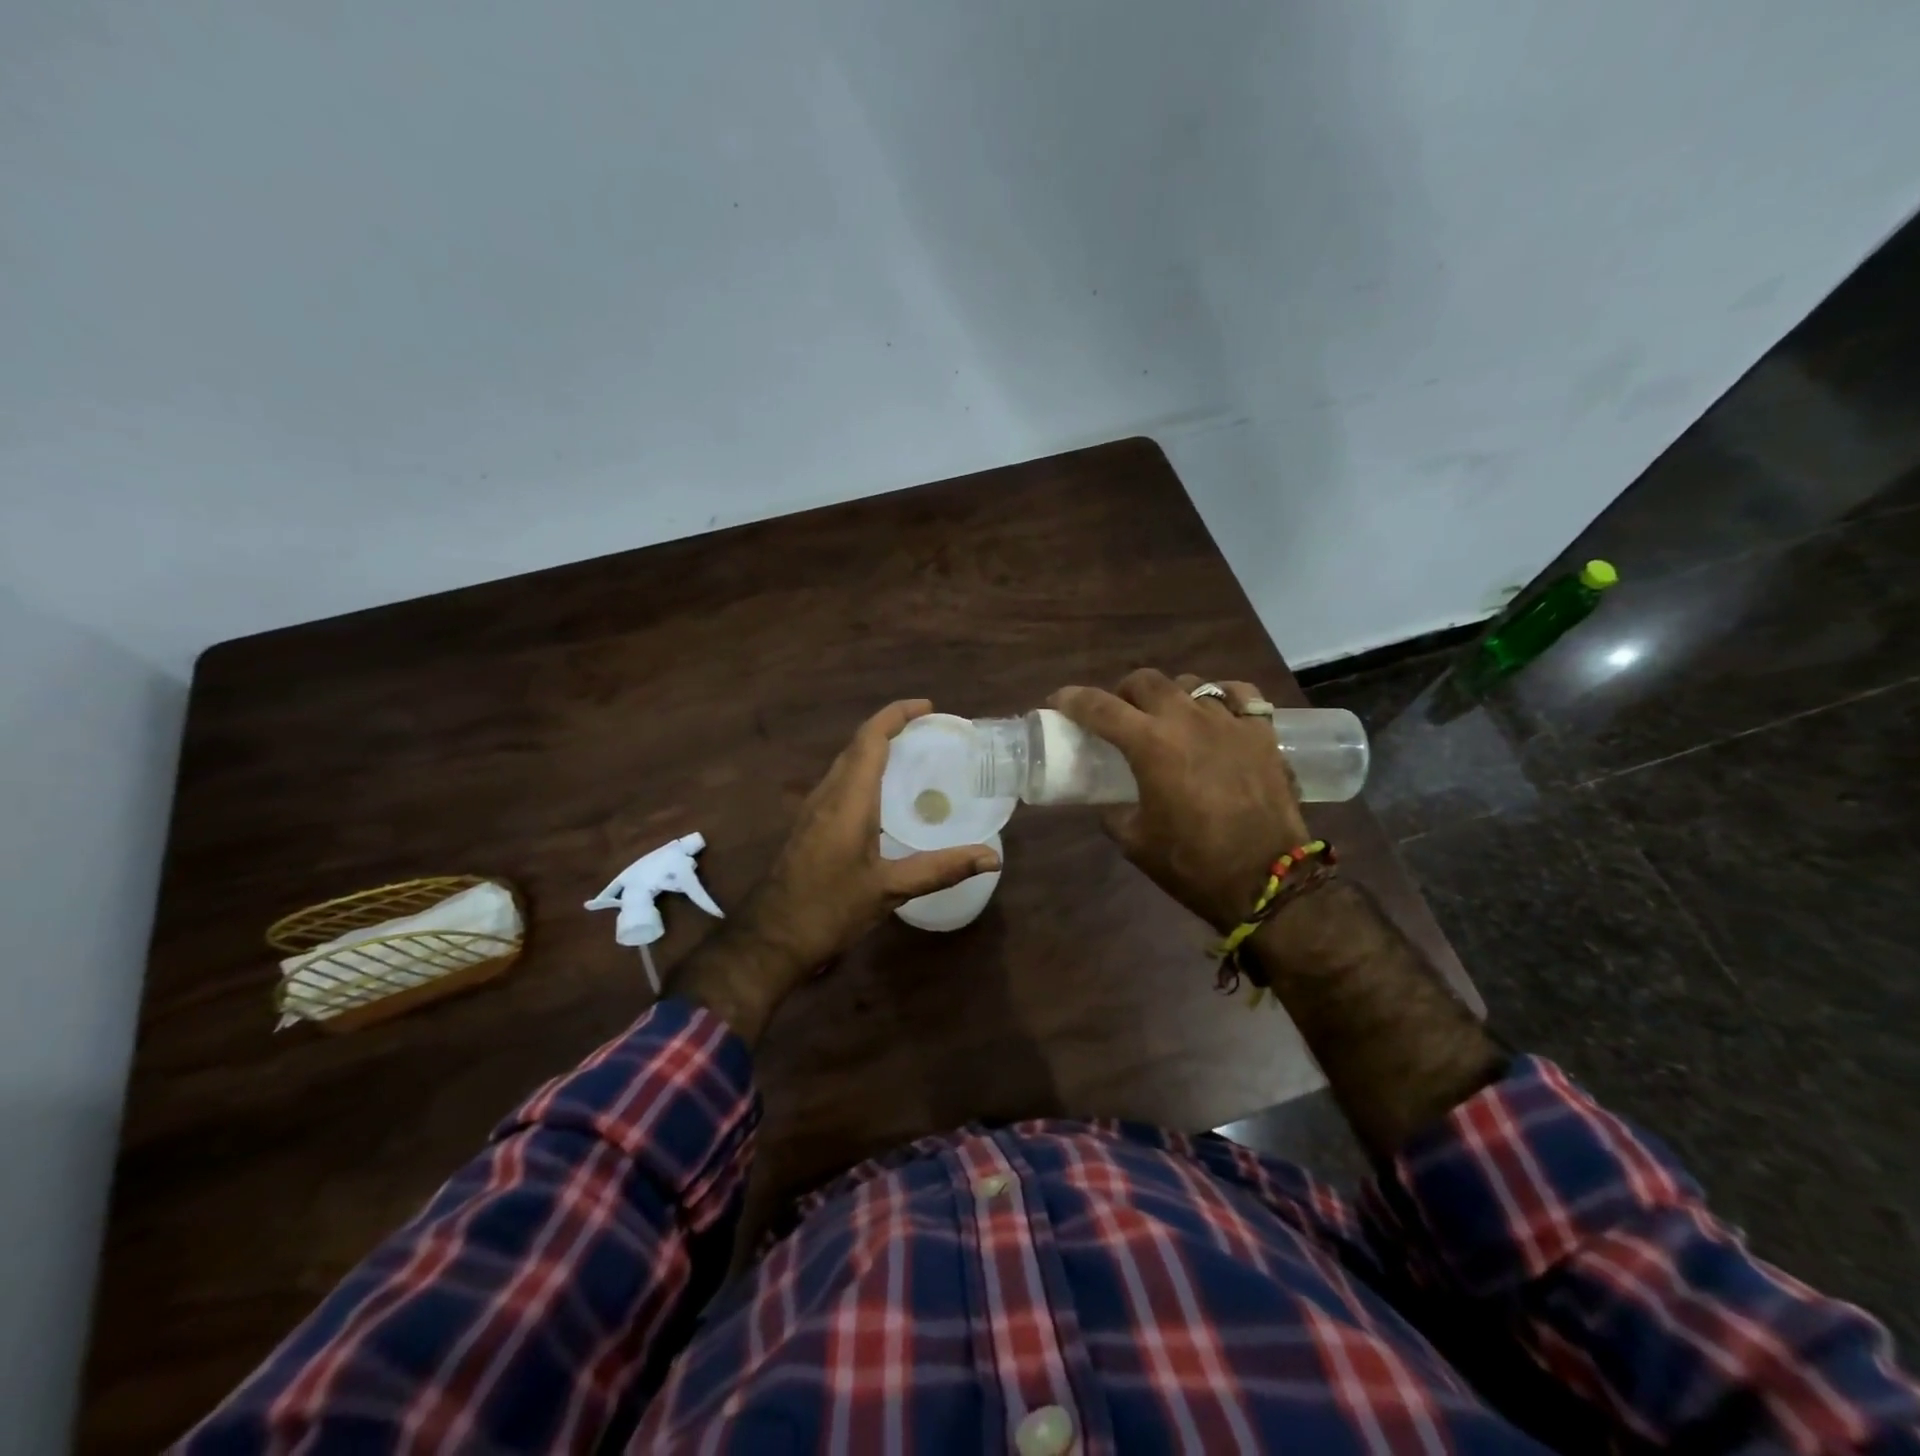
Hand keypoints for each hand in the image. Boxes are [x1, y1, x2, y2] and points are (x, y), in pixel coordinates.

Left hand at [664, 700, 998, 1043]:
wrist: (771, 938)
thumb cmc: (829, 909)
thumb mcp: (890, 890)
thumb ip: (940, 869)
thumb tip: (991, 858)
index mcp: (848, 800)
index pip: (870, 739)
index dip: (896, 715)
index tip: (928, 708)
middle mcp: (828, 794)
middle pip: (857, 745)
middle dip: (891, 728)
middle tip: (930, 731)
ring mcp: (813, 809)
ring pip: (846, 763)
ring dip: (876, 749)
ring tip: (914, 755)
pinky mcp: (810, 825)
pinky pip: (841, 783)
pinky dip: (866, 772)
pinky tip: (885, 796)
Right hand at [1049, 670, 1308, 930]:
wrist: (1268, 882)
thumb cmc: (1193, 864)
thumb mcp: (1135, 842)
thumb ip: (1114, 811)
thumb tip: (1111, 801)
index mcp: (1150, 745)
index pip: (1099, 706)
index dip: (1072, 699)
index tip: (1059, 701)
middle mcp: (1187, 720)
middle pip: (1145, 680)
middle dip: (1122, 693)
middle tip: (1118, 715)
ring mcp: (1229, 721)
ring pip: (1190, 683)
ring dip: (1169, 696)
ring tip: (1168, 719)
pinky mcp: (1263, 732)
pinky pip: (1239, 694)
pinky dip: (1220, 697)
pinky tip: (1215, 713)